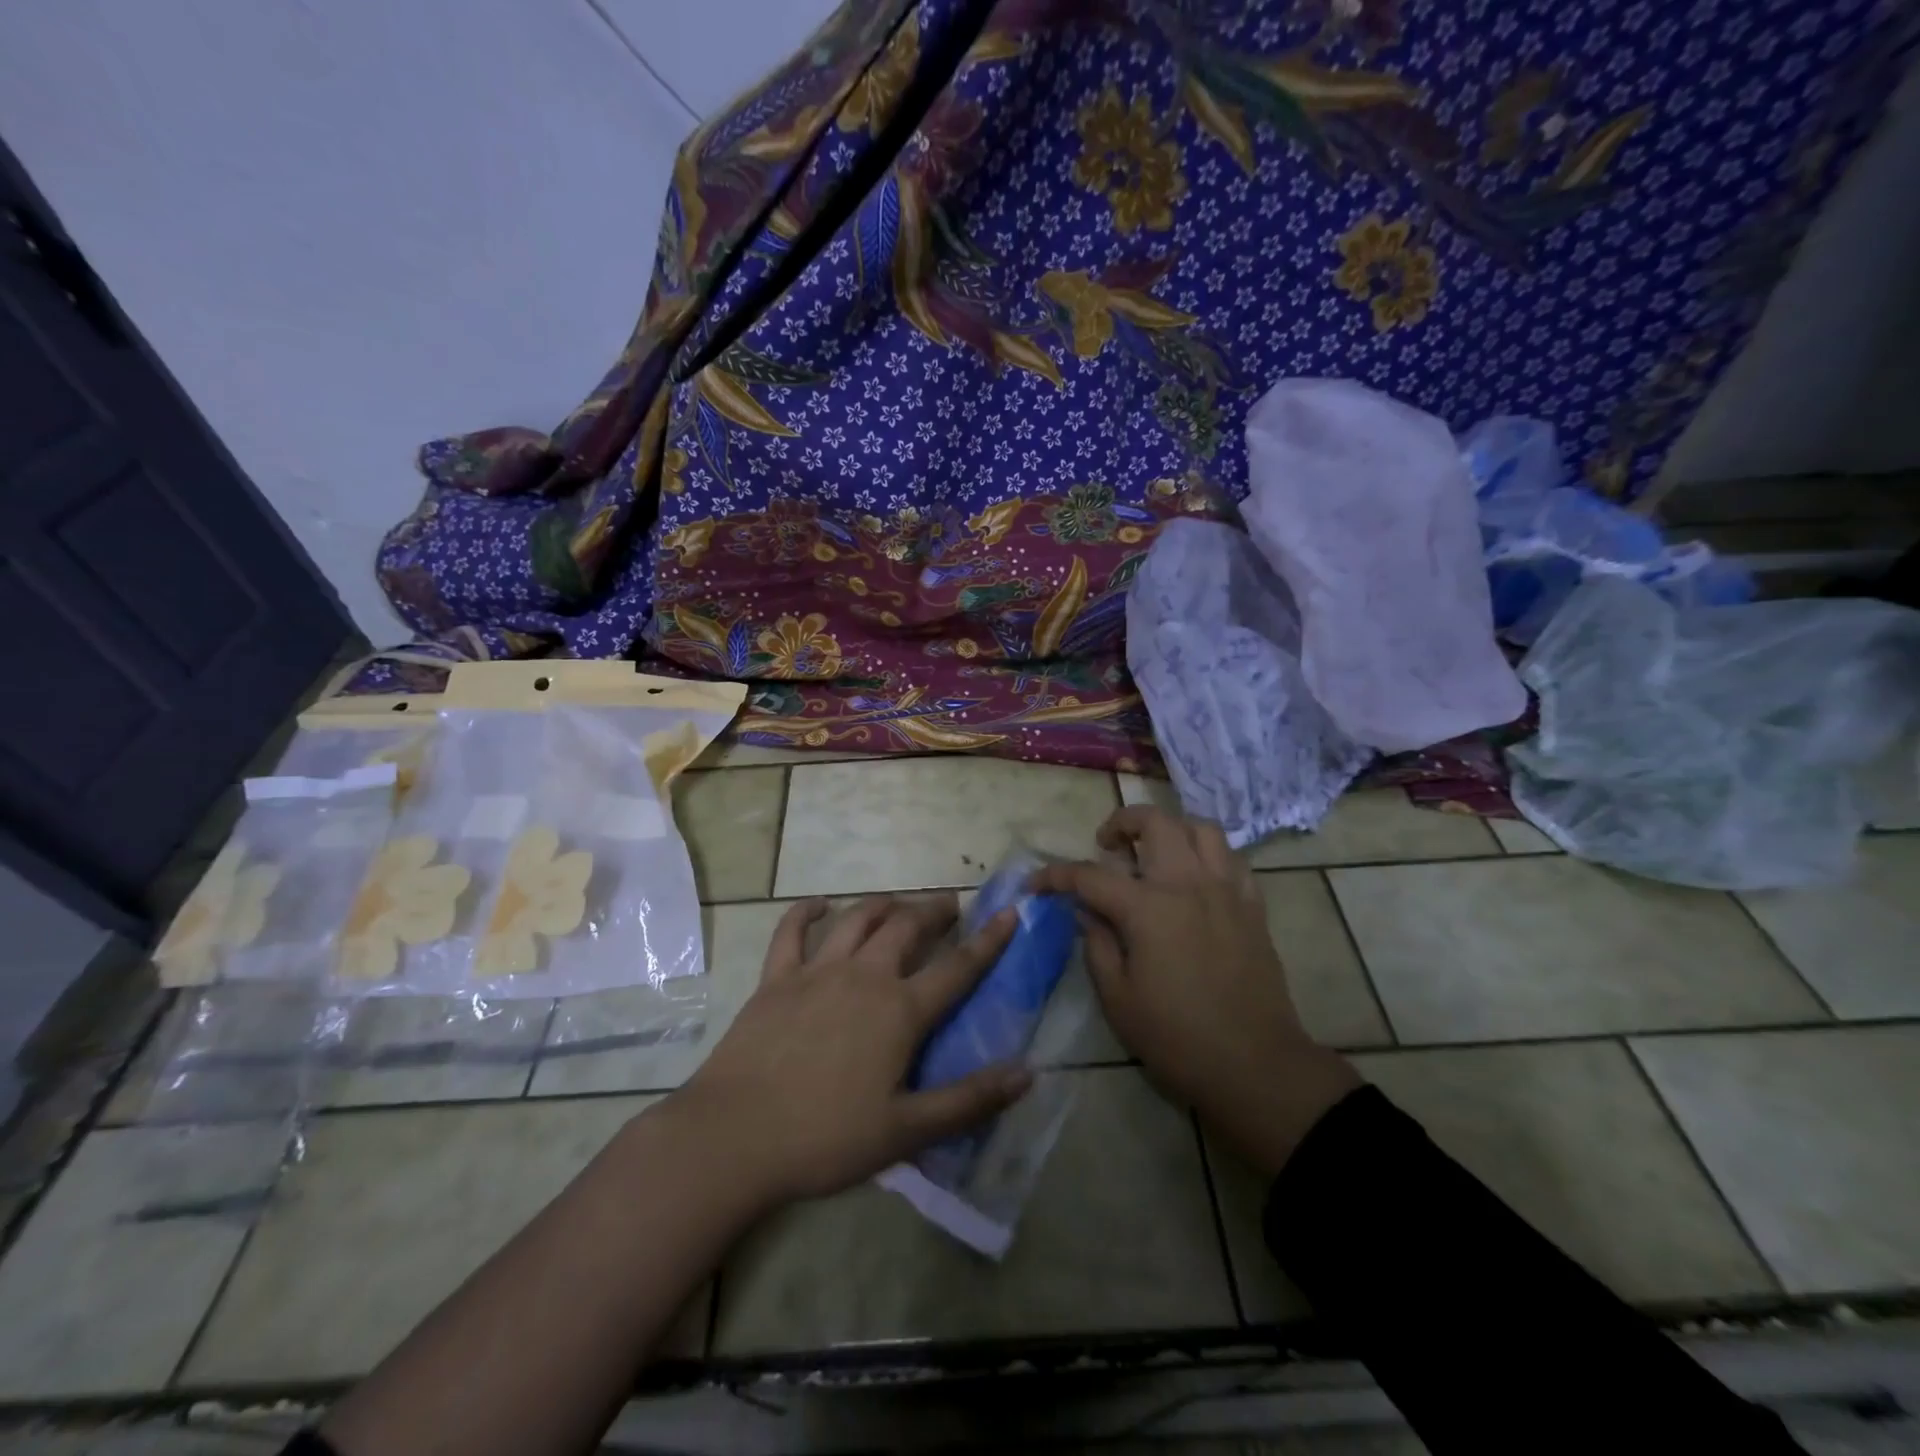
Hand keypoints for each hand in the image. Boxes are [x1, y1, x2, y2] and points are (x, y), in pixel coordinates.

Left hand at [667, 893, 1031, 1207]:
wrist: (735, 1137)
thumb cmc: (826, 1138)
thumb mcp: (907, 1131)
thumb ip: (969, 1100)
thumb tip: (1028, 1072)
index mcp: (900, 1011)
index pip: (958, 968)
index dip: (989, 940)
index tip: (1010, 912)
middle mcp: (864, 976)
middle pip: (907, 928)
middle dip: (934, 911)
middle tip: (949, 906)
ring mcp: (817, 971)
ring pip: (858, 919)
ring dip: (883, 904)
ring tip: (898, 902)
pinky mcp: (776, 978)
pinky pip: (791, 931)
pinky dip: (806, 911)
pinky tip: (817, 904)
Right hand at [1033, 805, 1359, 1177]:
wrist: (1255, 1066)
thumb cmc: (1176, 1038)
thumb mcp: (1118, 999)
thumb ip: (1097, 945)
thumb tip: (1086, 912)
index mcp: (1148, 908)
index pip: (1090, 875)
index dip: (1056, 876)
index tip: (1036, 883)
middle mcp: (1188, 884)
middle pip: (1155, 822)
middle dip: (1122, 823)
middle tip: (1108, 847)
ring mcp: (1226, 891)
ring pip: (1201, 828)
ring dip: (1171, 830)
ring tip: (1154, 854)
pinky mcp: (1253, 907)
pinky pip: (1232, 859)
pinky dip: (1208, 856)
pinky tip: (1195, 879)